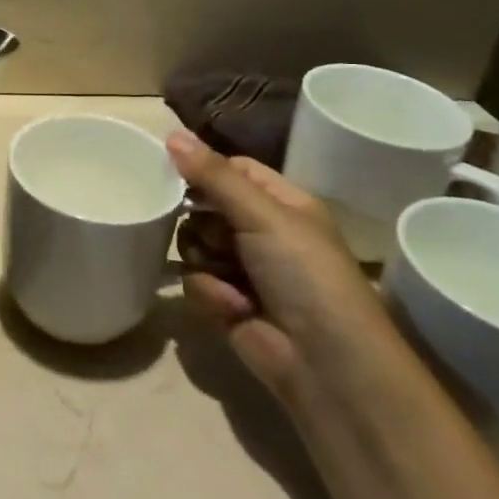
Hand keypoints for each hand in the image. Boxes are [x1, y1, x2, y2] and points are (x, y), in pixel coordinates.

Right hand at [168, 130, 404, 405]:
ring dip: (205, 259)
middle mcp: (262, 232)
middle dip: (200, 221)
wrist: (327, 367)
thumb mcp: (263, 215)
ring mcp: (244, 269)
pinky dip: (211, 293)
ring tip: (228, 276)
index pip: (232, 169)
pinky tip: (234, 308)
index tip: (171, 170)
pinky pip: (195, 281)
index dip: (204, 169)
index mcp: (281, 203)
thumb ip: (213, 175)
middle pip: (204, 207)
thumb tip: (170, 132)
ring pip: (193, 244)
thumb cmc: (306, 276)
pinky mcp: (227, 303)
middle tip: (215, 234)